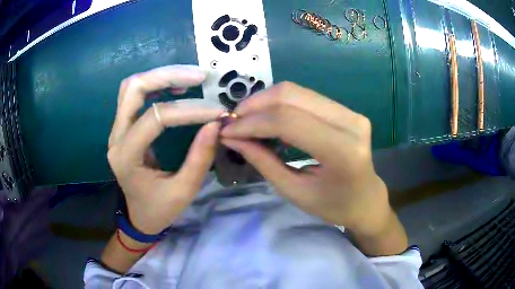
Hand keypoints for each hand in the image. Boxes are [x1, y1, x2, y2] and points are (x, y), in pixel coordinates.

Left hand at [108, 65, 223, 233]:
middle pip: (134, 89)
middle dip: (168, 76)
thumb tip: (215, 123)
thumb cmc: (160, 209)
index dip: (189, 110)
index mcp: (127, 157)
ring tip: (190, 77)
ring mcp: (116, 130)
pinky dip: (155, 85)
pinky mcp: (123, 127)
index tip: (217, 111)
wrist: (139, 216)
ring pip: (131, 87)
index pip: (156, 118)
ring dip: (160, 76)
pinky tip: (176, 87)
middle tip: (200, 76)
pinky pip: (134, 95)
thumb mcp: (184, 191)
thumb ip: (199, 158)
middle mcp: (116, 137)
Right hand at [220, 82, 396, 237]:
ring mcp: (352, 113)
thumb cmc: (333, 206)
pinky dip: (280, 103)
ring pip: (297, 91)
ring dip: (265, 101)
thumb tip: (232, 138)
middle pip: (291, 96)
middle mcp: (351, 123)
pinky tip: (267, 116)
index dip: (252, 122)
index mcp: (342, 151)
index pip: (288, 121)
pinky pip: (306, 96)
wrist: (366, 199)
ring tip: (246, 119)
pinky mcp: (348, 110)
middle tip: (234, 122)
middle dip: (255, 105)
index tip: (227, 131)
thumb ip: (263, 161)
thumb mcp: (294, 192)